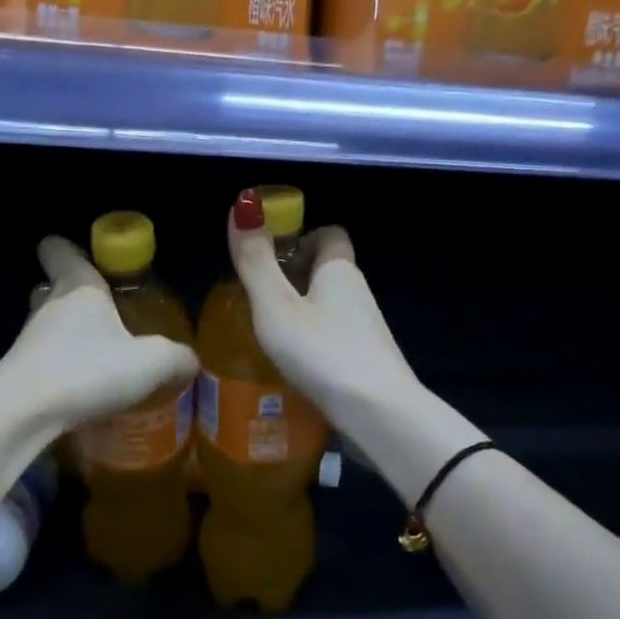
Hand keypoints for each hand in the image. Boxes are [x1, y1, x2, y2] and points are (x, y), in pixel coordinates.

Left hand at [0, 235, 198, 434]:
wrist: (25, 413)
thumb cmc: (87, 370)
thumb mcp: (149, 363)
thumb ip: (175, 358)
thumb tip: (190, 361)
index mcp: (77, 286)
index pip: (60, 250)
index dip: (68, 248)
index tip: (84, 255)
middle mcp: (48, 305)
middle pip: (52, 286)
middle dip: (72, 294)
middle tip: (103, 312)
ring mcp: (28, 340)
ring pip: (46, 325)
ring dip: (66, 335)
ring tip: (97, 355)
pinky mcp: (20, 373)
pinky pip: (43, 360)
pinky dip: (60, 368)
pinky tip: (81, 388)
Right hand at [227, 188, 422, 437]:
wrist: (377, 413)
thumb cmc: (321, 352)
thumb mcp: (276, 306)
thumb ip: (255, 261)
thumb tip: (243, 205)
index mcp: (339, 270)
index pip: (329, 234)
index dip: (300, 239)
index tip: (270, 259)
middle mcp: (358, 293)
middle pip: (327, 272)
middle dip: (293, 279)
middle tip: (257, 300)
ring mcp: (365, 330)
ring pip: (329, 308)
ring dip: (301, 315)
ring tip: (267, 336)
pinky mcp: (365, 362)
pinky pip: (333, 339)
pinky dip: (312, 344)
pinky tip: (291, 366)